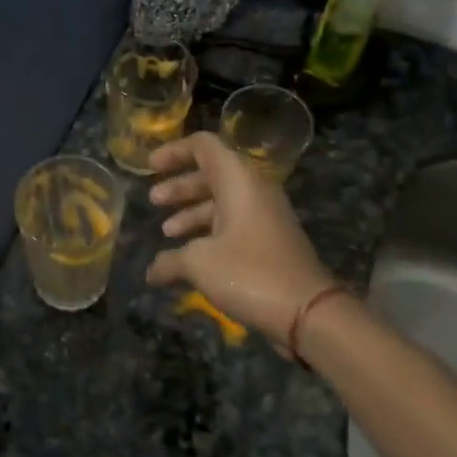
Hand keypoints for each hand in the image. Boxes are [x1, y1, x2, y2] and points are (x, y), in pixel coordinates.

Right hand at [145, 132, 334, 348]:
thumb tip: (151, 271)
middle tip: (153, 200)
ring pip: (221, 201)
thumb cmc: (249, 272)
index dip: (174, 151)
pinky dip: (208, 231)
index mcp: (239, 180)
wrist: (306, 310)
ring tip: (167, 231)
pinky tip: (188, 255)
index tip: (149, 167)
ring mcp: (265, 215)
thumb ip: (170, 261)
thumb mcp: (199, 263)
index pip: (204, 146)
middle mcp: (254, 190)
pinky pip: (233, 223)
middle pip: (211, 173)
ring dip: (191, 211)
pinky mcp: (269, 240)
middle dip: (179, 185)